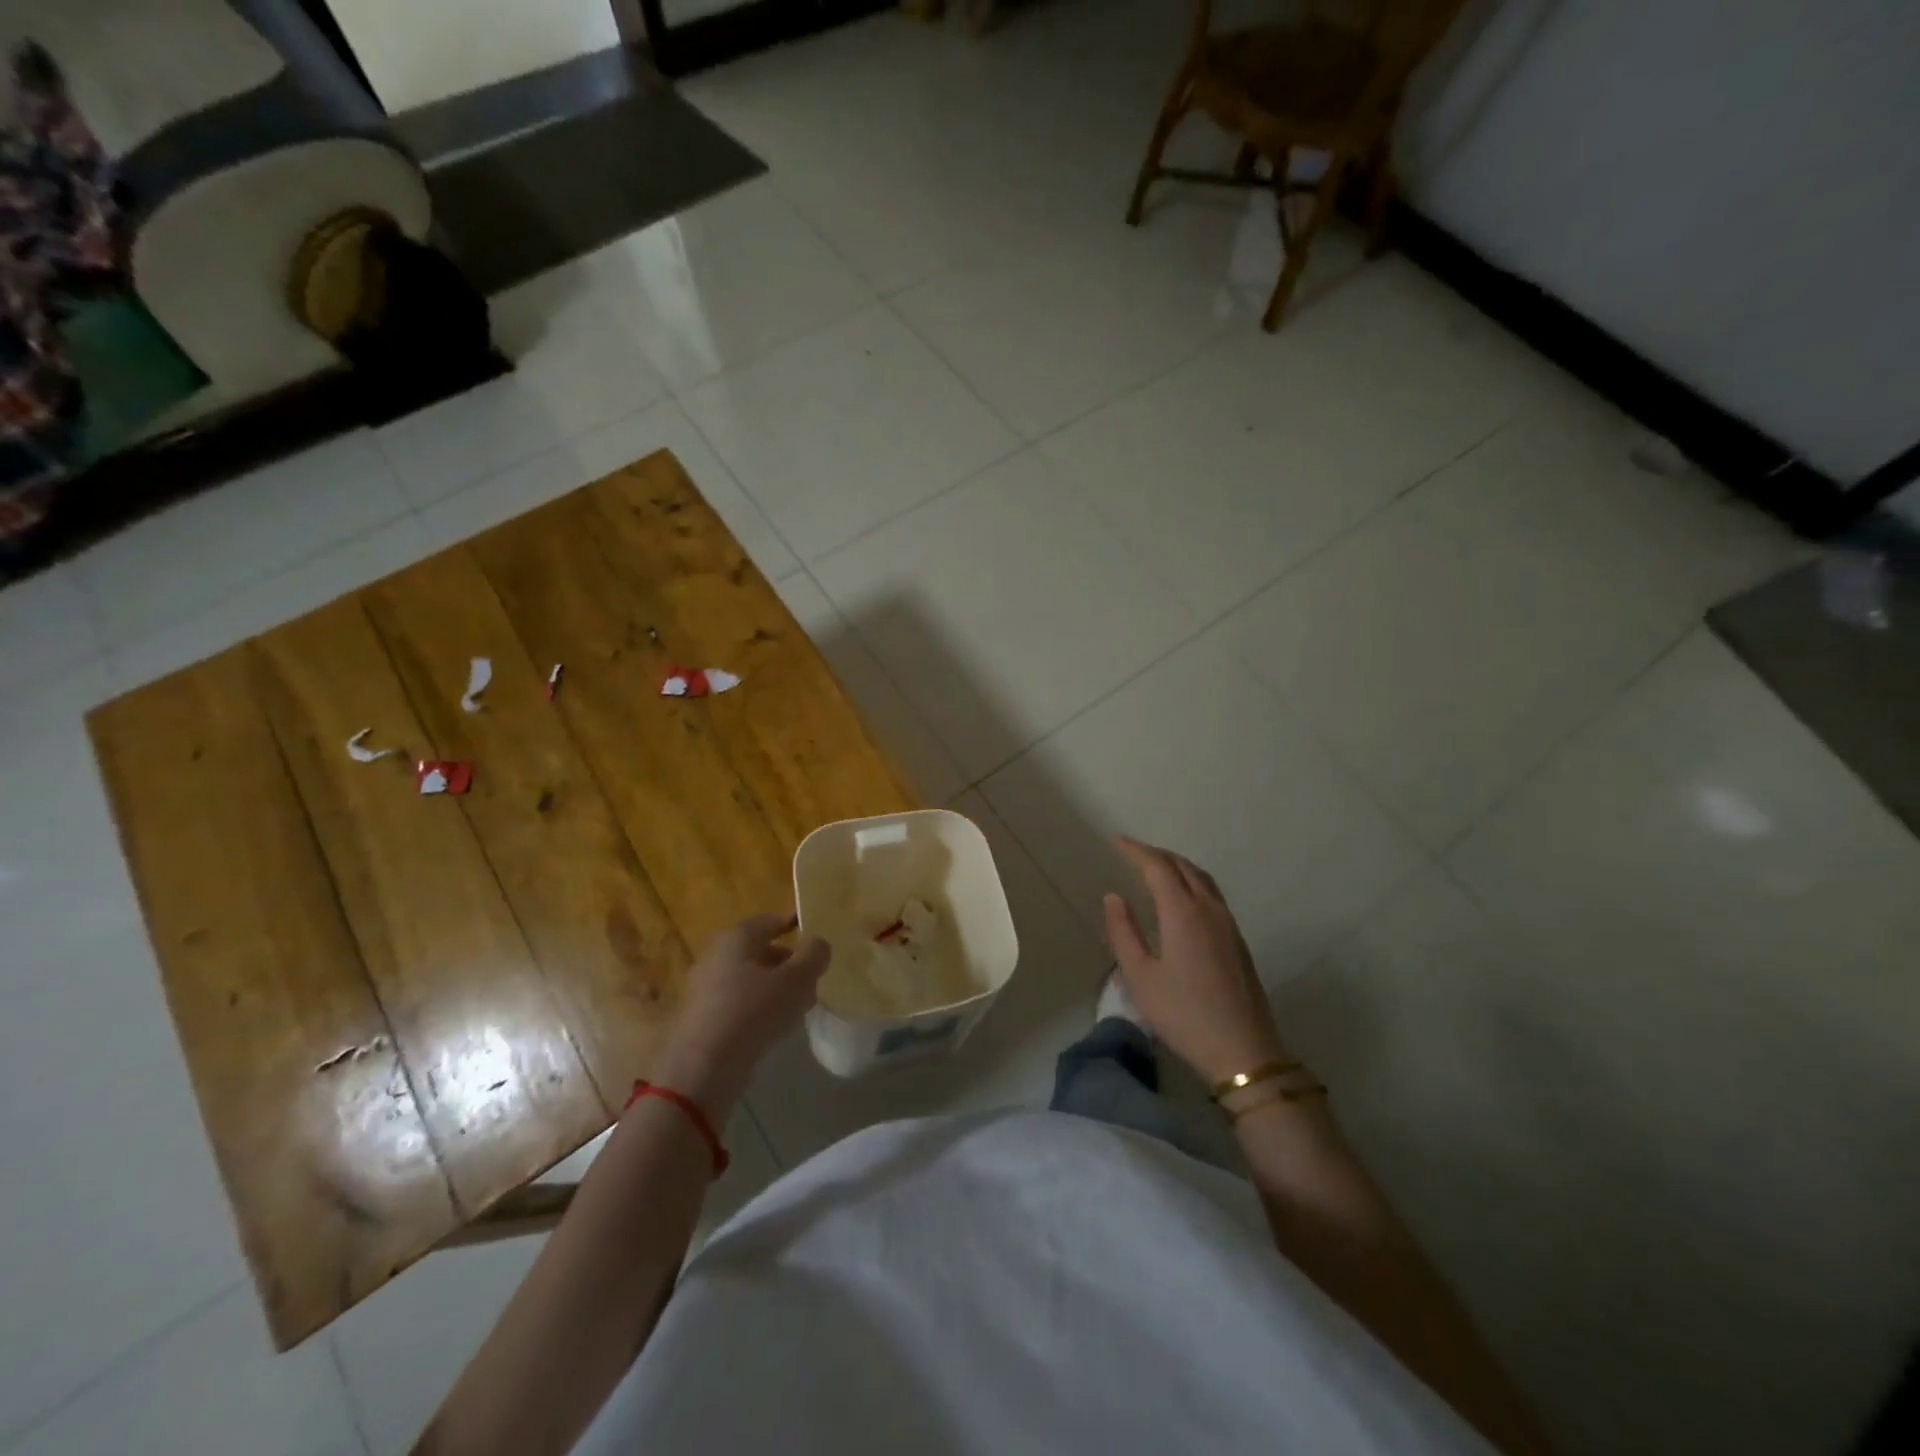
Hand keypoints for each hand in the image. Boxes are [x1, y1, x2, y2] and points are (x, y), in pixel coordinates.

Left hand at [654, 914, 830, 1115]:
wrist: (703, 1068)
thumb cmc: (752, 1011)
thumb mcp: (796, 980)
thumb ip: (814, 955)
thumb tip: (818, 943)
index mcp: (737, 938)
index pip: (770, 921)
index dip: (794, 926)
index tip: (815, 938)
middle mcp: (716, 955)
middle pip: (759, 951)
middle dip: (788, 963)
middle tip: (812, 979)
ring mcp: (704, 987)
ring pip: (749, 978)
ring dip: (775, 987)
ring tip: (799, 1006)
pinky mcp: (700, 1017)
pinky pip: (737, 1002)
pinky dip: (757, 1007)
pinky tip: (774, 1026)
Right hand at [1102, 837, 1286, 1086]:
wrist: (1243, 1051)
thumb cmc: (1183, 1015)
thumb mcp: (1140, 977)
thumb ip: (1123, 932)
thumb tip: (1113, 897)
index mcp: (1183, 912)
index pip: (1158, 867)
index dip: (1136, 851)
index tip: (1117, 841)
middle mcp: (1209, 909)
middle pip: (1183, 866)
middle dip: (1156, 854)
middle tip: (1132, 853)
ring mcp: (1228, 924)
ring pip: (1202, 878)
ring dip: (1177, 866)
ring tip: (1155, 868)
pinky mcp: (1237, 940)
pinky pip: (1212, 894)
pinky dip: (1191, 882)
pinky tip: (1181, 898)